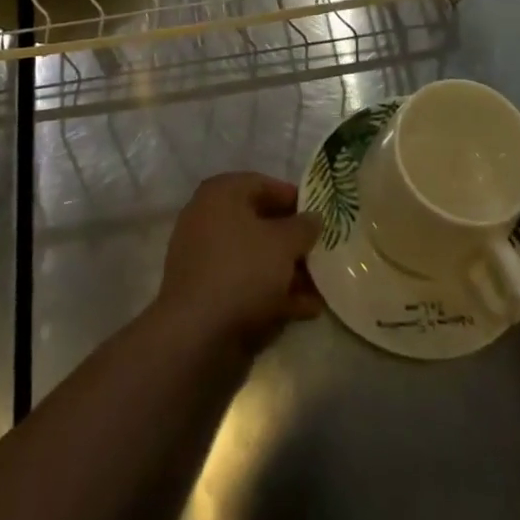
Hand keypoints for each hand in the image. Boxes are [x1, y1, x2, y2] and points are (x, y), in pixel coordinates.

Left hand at [154, 173, 323, 349]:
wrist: (197, 336)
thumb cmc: (243, 270)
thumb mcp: (284, 243)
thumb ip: (303, 226)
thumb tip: (313, 218)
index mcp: (220, 195)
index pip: (262, 184)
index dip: (293, 198)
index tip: (319, 215)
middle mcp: (207, 220)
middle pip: (259, 223)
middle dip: (293, 240)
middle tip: (322, 251)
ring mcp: (205, 260)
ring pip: (255, 257)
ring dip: (288, 270)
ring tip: (321, 285)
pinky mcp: (207, 295)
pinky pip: (246, 284)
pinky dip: (274, 293)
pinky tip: (306, 309)